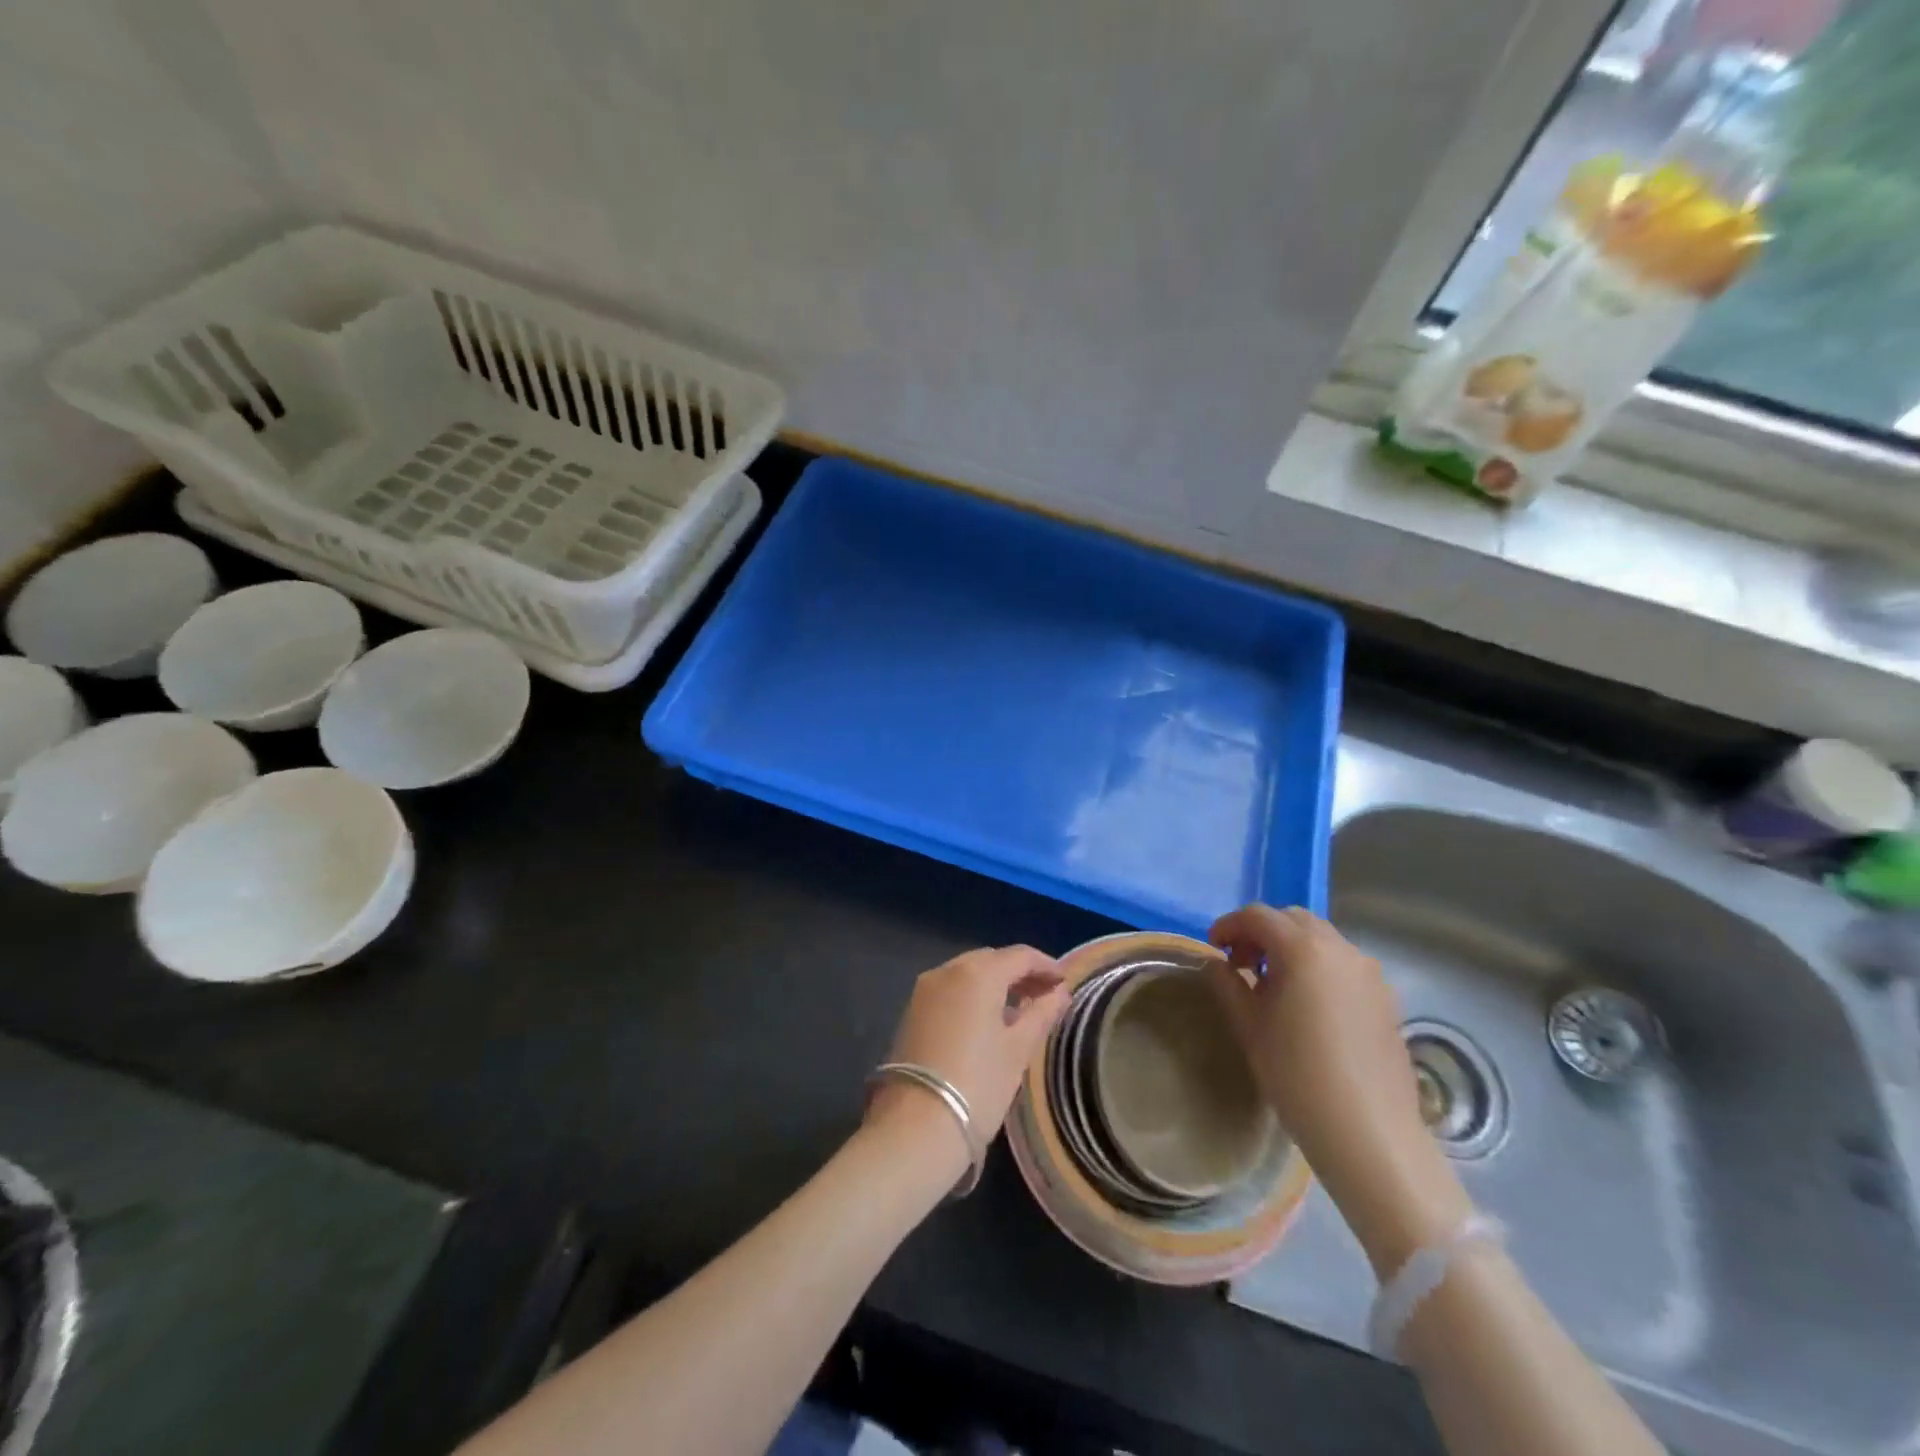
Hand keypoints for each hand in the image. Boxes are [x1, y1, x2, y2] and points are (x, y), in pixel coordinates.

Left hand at [867, 946, 1068, 1163]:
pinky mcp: (912, 1011)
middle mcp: (947, 970)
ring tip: (1021, 1010)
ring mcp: (924, 990)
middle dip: (1020, 973)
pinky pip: (951, 990)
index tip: (1065, 982)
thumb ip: (1041, 1014)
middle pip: (991, 960)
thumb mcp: (1018, 1050)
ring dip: (996, 984)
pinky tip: (988, 1020)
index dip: (1046, 965)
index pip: (1019, 955)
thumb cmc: (978, 1084)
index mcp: (977, 973)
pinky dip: (973, 996)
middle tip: (1045, 995)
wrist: (914, 1127)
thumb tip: (1060, 993)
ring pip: (968, 974)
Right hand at [1207, 905, 1470, 1275]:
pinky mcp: (1385, 997)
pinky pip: (1343, 964)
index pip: (1258, 916)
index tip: (1214, 949)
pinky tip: (1307, 1005)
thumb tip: (1218, 963)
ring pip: (1321, 939)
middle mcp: (1341, 949)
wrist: (1369, 1133)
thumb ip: (1228, 984)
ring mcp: (1369, 972)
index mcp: (1303, 949)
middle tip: (1242, 965)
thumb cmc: (1297, 1075)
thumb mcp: (1249, 1026)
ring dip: (1291, 948)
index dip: (1230, 926)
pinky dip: (1318, 966)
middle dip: (1262, 932)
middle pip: (1292, 919)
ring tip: (1273, 986)